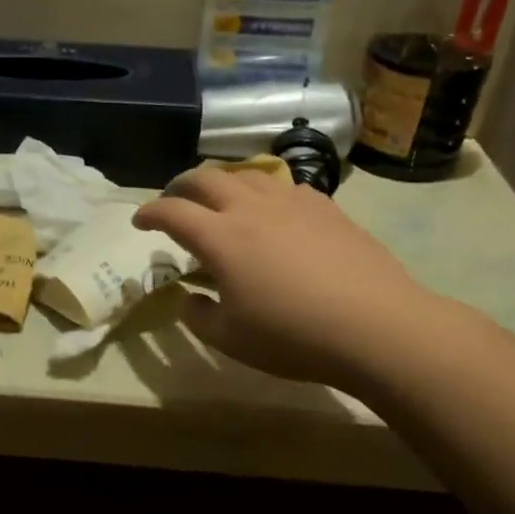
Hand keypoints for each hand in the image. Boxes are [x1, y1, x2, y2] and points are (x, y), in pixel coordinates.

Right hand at [133, 168, 434, 389]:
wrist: (374, 326)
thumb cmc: (292, 337)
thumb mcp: (231, 339)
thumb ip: (198, 316)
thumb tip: (188, 298)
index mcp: (221, 238)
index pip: (172, 212)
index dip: (150, 213)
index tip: (140, 222)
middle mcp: (252, 209)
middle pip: (206, 178)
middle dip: (180, 185)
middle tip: (173, 200)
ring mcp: (292, 203)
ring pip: (247, 174)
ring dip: (223, 181)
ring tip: (220, 199)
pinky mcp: (326, 208)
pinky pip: (285, 186)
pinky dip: (264, 192)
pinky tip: (273, 211)